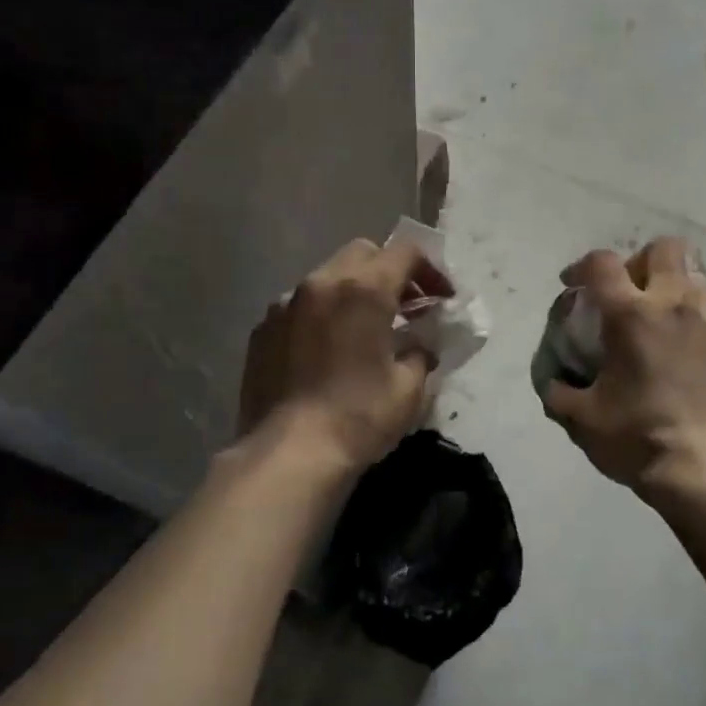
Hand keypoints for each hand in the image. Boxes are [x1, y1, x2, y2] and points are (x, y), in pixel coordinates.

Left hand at [238, 237, 453, 470]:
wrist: (288, 453)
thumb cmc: (358, 417)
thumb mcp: (408, 388)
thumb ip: (421, 353)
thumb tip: (419, 346)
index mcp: (363, 289)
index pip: (405, 251)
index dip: (431, 270)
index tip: (442, 299)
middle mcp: (321, 283)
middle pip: (364, 253)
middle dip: (391, 271)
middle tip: (407, 307)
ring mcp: (286, 303)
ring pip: (328, 276)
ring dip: (354, 290)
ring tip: (366, 327)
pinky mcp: (263, 328)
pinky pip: (300, 305)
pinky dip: (322, 313)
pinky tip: (328, 348)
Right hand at [541, 238, 705, 489]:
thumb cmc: (637, 437)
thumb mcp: (582, 419)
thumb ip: (559, 393)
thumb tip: (553, 383)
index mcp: (631, 315)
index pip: (603, 264)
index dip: (582, 266)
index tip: (572, 284)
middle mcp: (673, 306)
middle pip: (664, 249)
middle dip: (639, 261)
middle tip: (625, 292)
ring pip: (694, 278)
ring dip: (670, 288)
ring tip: (655, 320)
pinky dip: (690, 323)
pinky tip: (680, 356)